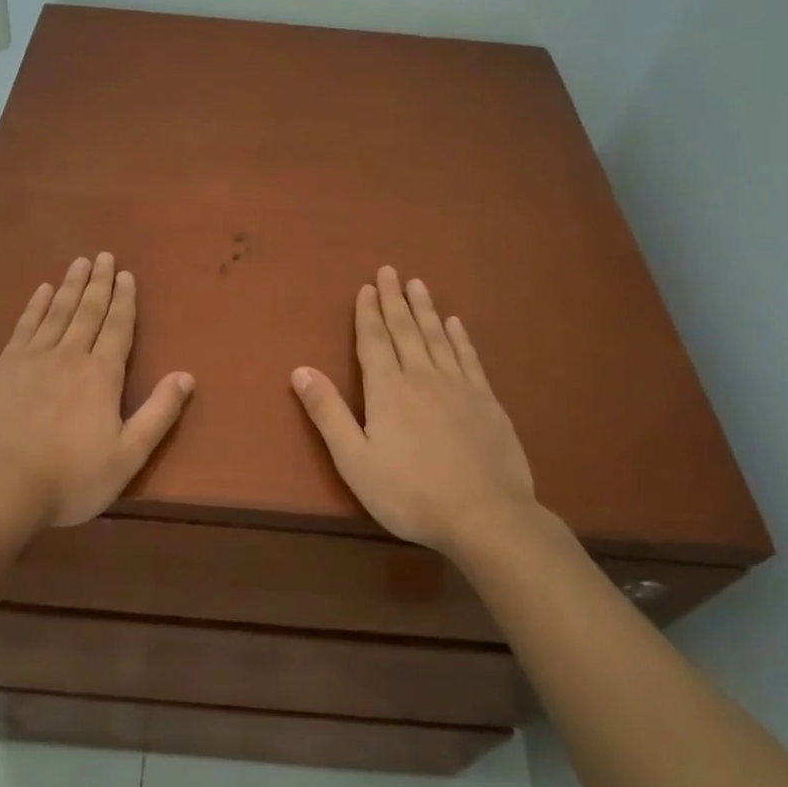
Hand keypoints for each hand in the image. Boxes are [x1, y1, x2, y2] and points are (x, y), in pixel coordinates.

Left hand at [0, 253, 193, 529]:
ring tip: (79, 262)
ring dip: (70, 285)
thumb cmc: (70, 477)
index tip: (127, 274)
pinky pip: (24, 326)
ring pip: (57, 311)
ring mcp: (33, 358)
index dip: (125, 300)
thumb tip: (186, 376)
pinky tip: (41, 291)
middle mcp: (70, 356)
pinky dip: (35, 306)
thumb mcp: (127, 455)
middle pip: (88, 311)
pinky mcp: (3, 367)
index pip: (118, 328)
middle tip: (104, 256)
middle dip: (99, 283)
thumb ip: (158, 414)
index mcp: (102, 375)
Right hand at [291, 266, 535, 556]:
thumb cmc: (410, 492)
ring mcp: (459, 386)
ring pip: (437, 336)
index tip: (367, 287)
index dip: (368, 313)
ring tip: (418, 284)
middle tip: (390, 270)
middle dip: (394, 299)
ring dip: (425, 309)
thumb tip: (300, 370)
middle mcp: (422, 377)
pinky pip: (469, 357)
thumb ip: (328, 413)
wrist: (486, 516)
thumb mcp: (355, 460)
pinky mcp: (487, 401)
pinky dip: (460, 337)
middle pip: (405, 330)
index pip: (374, 341)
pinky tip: (456, 324)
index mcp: (388, 390)